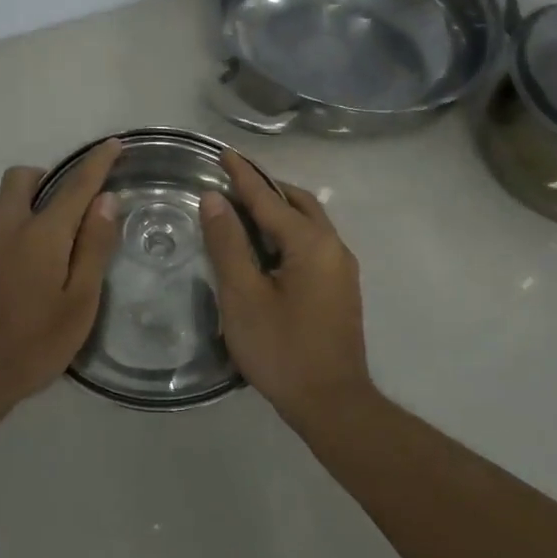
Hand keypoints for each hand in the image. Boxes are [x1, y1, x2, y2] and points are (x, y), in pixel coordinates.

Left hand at [0, 139, 121, 412]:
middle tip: (70, 205)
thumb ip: (92, 248)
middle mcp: (6, 230)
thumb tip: (105, 201)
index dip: (97, 163)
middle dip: (47, 177)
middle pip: (21, 180)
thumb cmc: (33, 343)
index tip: (112, 145)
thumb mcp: (79, 302)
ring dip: (31, 210)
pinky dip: (16, 238)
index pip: (75, 186)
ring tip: (55, 254)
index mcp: (40, 234)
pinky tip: (27, 279)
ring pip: (5, 208)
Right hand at [200, 152, 374, 425]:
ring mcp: (341, 268)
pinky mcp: (340, 288)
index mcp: (311, 243)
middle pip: (297, 203)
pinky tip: (266, 247)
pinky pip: (312, 243)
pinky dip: (287, 233)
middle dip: (265, 188)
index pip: (269, 198)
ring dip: (278, 210)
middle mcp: (333, 247)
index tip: (222, 153)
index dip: (242, 176)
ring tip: (244, 209)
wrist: (332, 404)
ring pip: (308, 223)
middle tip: (232, 182)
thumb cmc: (282, 349)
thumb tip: (215, 199)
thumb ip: (228, 243)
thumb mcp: (243, 295)